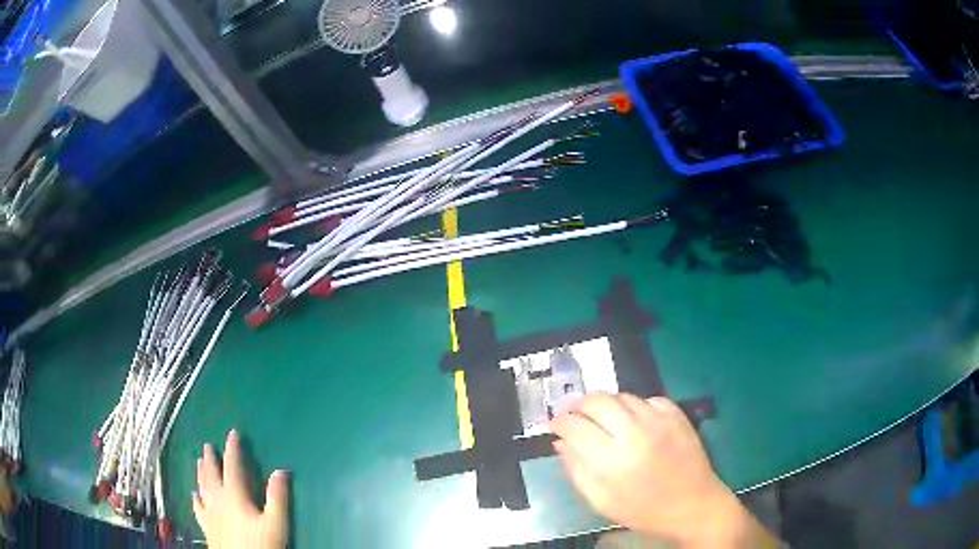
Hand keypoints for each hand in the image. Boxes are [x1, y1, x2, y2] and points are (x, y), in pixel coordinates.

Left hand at [192, 430, 289, 548]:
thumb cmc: (261, 545)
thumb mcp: (276, 524)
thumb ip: (278, 498)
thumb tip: (281, 470)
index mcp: (235, 495)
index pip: (232, 466)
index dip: (233, 449)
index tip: (233, 433)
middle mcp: (218, 500)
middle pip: (212, 475)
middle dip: (211, 459)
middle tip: (208, 445)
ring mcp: (209, 514)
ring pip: (203, 487)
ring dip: (201, 474)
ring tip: (199, 462)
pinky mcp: (207, 527)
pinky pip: (198, 508)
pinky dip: (195, 499)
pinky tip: (194, 495)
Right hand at [551, 393, 774, 547]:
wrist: (693, 505)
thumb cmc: (642, 510)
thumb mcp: (600, 500)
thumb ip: (576, 470)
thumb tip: (561, 442)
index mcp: (610, 459)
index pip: (574, 425)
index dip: (559, 421)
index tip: (555, 424)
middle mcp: (633, 432)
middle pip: (596, 400)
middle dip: (578, 405)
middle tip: (574, 415)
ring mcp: (658, 420)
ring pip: (621, 396)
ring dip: (607, 405)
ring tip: (604, 420)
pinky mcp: (677, 414)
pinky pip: (648, 399)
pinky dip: (635, 407)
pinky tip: (635, 422)